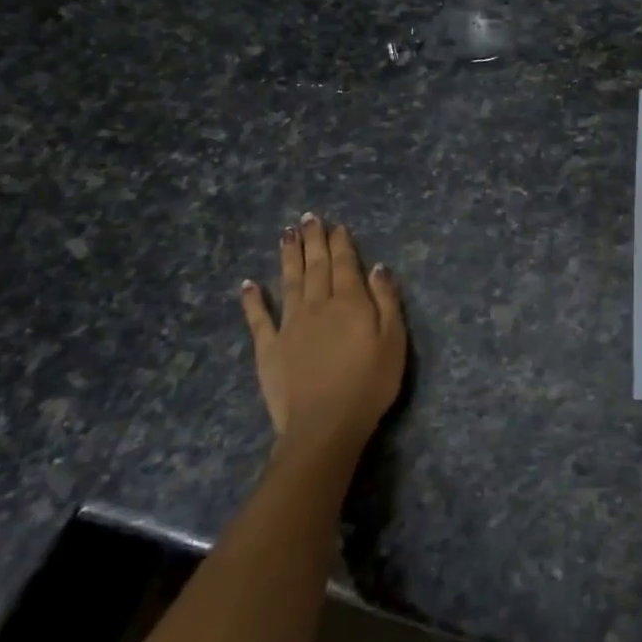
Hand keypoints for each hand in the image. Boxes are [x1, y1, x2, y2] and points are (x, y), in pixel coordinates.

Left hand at [240, 214, 405, 453]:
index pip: (345, 264)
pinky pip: (259, 318)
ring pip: (289, 282)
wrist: (325, 424)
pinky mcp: (269, 348)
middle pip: (315, 266)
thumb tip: (377, 267)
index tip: (335, 224)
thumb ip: (386, 301)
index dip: (340, 243)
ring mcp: (289, 325)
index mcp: (350, 302)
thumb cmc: (370, 384)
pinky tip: (248, 283)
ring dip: (288, 256)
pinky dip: (253, 299)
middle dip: (313, 241)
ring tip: (286, 234)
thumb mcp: (394, 341)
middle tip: (308, 218)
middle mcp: (317, 305)